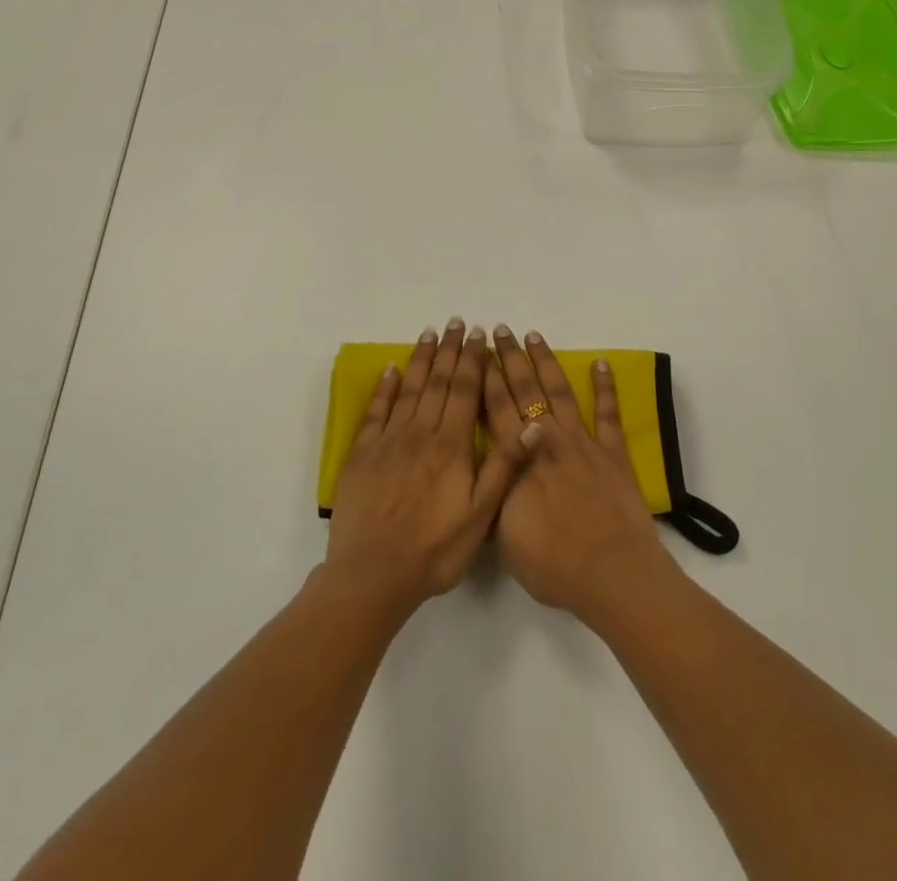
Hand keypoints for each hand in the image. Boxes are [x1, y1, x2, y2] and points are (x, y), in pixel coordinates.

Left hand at [326, 319, 534, 617]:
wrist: (373, 574)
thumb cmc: (434, 549)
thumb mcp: (480, 514)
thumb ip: (504, 465)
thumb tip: (532, 424)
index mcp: (451, 445)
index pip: (465, 390)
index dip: (473, 360)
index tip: (479, 335)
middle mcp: (420, 432)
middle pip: (438, 381)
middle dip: (449, 349)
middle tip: (457, 322)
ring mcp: (389, 440)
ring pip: (409, 388)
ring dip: (421, 359)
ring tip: (430, 333)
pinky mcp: (363, 453)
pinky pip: (376, 411)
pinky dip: (385, 387)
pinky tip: (391, 369)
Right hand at [483, 326, 676, 624]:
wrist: (611, 574)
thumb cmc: (552, 564)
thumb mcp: (503, 536)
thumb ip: (492, 493)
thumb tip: (480, 467)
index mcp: (518, 459)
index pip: (496, 409)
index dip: (486, 378)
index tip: (478, 350)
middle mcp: (547, 440)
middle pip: (525, 391)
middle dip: (510, 359)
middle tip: (500, 330)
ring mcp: (582, 444)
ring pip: (560, 392)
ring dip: (546, 362)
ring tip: (533, 336)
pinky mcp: (613, 454)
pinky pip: (607, 414)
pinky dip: (605, 387)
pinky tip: (601, 363)